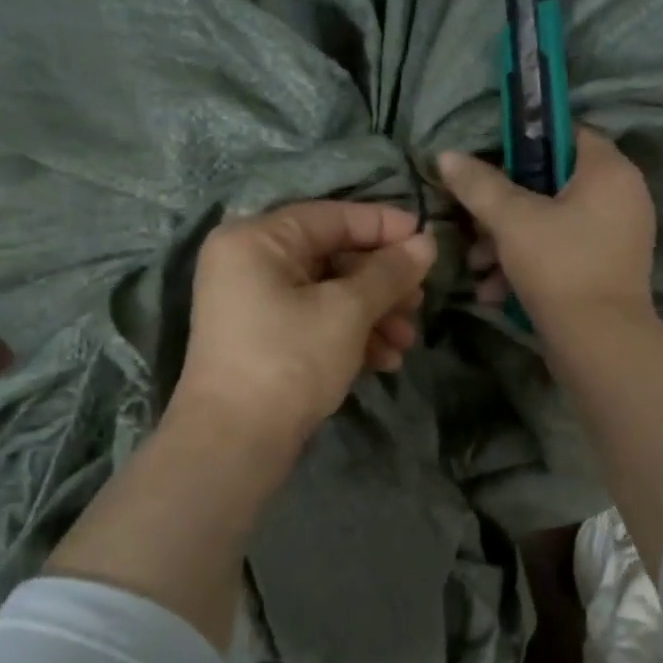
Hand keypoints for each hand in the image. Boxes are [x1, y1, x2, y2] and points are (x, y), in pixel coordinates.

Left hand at [172, 202, 436, 449]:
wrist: (234, 445)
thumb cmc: (289, 360)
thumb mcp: (347, 311)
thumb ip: (389, 272)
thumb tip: (427, 243)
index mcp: (257, 240)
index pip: (332, 217)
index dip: (384, 226)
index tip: (428, 240)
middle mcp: (250, 263)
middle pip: (332, 257)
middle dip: (382, 283)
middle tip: (420, 302)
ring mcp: (254, 304)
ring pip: (329, 293)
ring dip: (374, 314)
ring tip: (406, 341)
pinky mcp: (265, 340)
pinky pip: (316, 321)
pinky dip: (351, 335)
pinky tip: (385, 360)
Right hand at [438, 128, 657, 338]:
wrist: (599, 344)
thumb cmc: (559, 266)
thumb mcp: (511, 220)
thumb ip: (479, 184)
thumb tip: (446, 155)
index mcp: (609, 172)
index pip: (567, 134)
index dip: (525, 143)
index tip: (489, 165)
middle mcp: (622, 198)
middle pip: (552, 184)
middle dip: (504, 208)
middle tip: (474, 225)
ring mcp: (616, 237)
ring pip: (551, 223)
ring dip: (507, 242)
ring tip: (477, 266)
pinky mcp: (606, 270)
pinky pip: (562, 252)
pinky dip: (529, 265)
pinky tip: (494, 291)